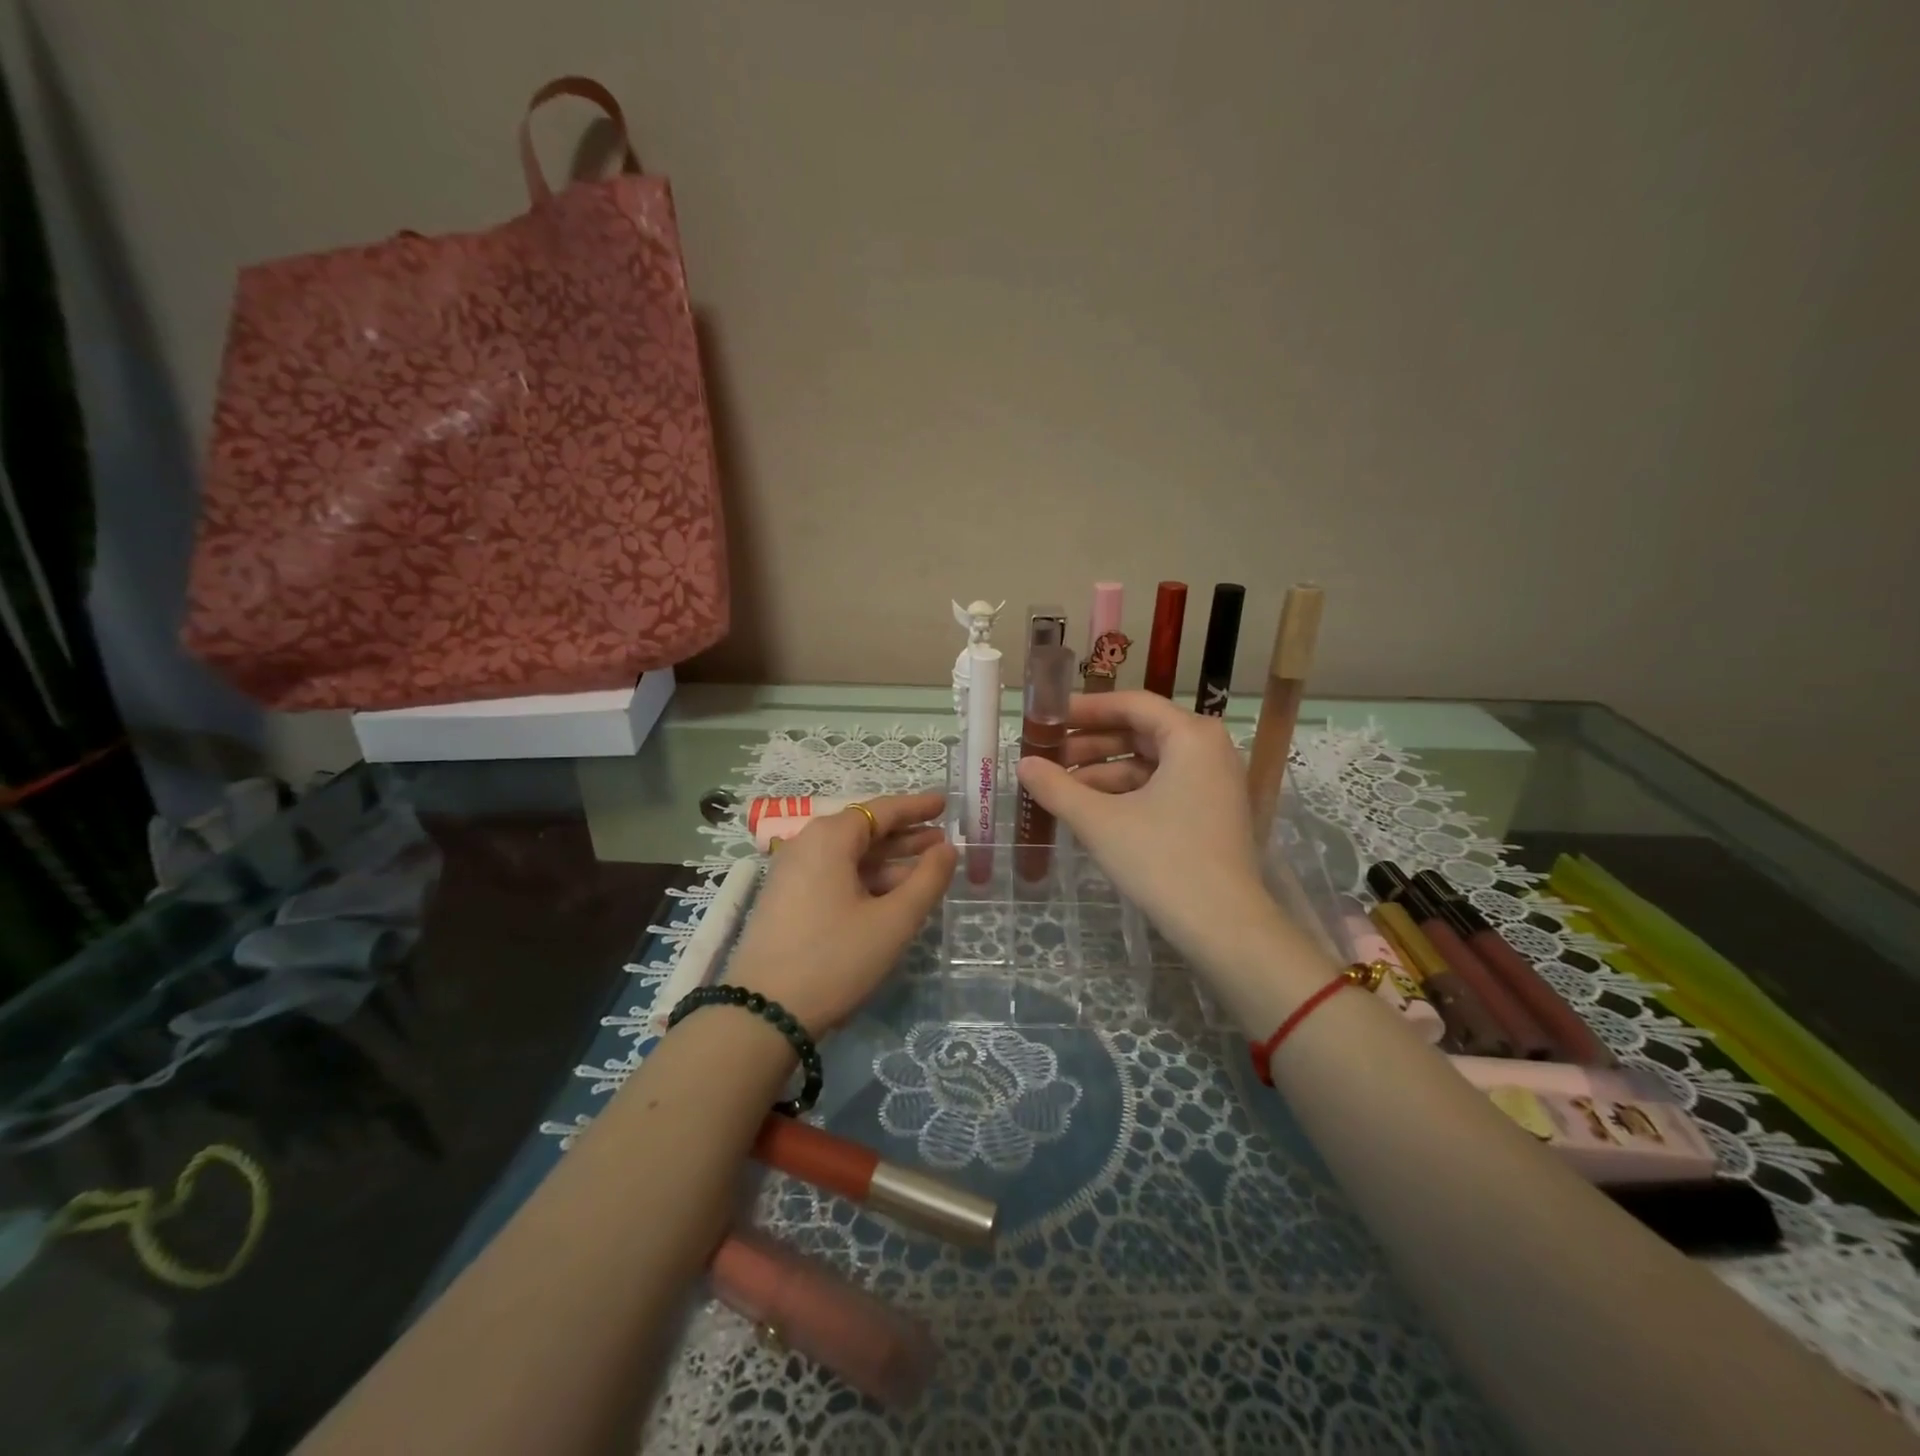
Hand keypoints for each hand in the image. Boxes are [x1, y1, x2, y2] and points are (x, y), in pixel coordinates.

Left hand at [727, 792, 955, 1036]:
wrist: (763, 1014)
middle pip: (865, 832)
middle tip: (945, 840)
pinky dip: (866, 880)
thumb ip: (927, 880)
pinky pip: (834, 876)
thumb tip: (947, 849)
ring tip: (928, 869)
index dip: (917, 807)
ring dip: (889, 862)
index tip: (945, 803)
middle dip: (907, 836)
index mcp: (829, 838)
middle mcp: (806, 845)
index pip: (882, 810)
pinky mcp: (787, 900)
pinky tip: (892, 896)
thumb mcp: (893, 921)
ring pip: (850, 857)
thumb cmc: (836, 958)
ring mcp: (792, 873)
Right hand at [1016, 692, 1278, 966]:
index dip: (1086, 709)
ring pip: (1150, 763)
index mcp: (1191, 736)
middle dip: (1091, 744)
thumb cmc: (1162, 861)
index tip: (1049, 719)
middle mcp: (1209, 749)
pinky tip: (1091, 810)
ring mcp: (1214, 782)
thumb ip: (1056, 788)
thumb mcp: (1100, 821)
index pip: (1131, 704)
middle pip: (1141, 732)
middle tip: (1048, 757)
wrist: (1224, 927)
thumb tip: (1023, 764)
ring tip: (1061, 788)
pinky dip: (1127, 793)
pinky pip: (1163, 786)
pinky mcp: (1212, 812)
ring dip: (1104, 772)